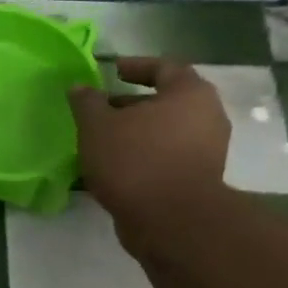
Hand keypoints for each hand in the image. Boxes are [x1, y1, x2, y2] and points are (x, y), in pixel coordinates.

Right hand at [69, 57, 230, 242]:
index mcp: (190, 93)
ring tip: (101, 141)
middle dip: (130, 104)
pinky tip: (115, 166)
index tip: (112, 70)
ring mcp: (207, 151)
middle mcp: (207, 117)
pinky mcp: (198, 180)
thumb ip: (87, 103)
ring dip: (135, 133)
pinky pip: (166, 157)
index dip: (136, 66)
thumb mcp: (98, 126)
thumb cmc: (135, 160)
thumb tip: (80, 87)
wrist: (171, 221)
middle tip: (100, 110)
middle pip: (166, 101)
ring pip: (165, 132)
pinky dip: (143, 156)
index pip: (164, 67)